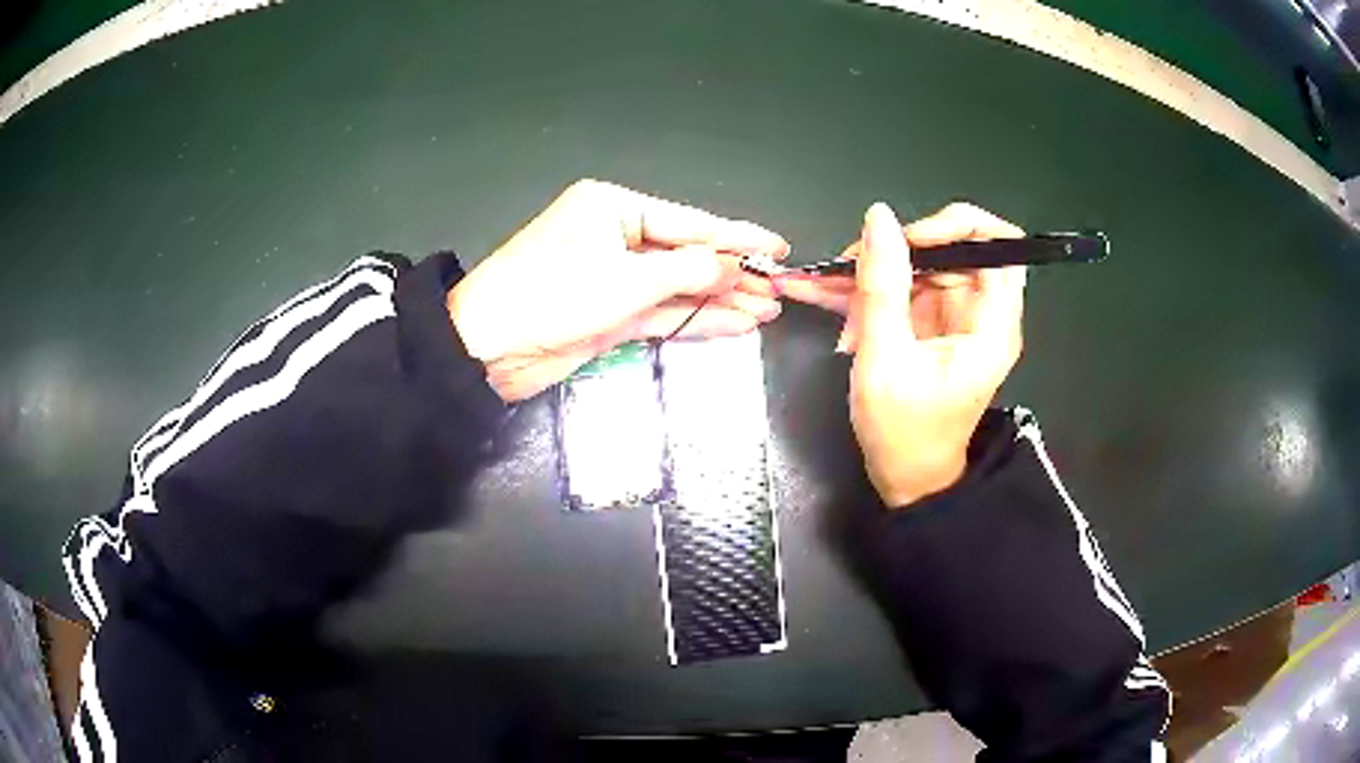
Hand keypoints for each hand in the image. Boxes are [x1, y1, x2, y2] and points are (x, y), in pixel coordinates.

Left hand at [448, 180, 788, 401]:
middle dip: (733, 274)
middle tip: (781, 290)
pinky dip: (695, 319)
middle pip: (687, 254)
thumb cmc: (552, 296)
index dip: (738, 236)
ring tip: (768, 312)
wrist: (488, 348)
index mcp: (613, 208)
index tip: (778, 247)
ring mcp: (613, 279)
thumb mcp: (626, 280)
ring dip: (720, 300)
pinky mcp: (610, 314)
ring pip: (678, 287)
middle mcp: (616, 237)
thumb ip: (688, 271)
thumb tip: (736, 266)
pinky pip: (662, 313)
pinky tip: (733, 324)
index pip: (689, 222)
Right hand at [779, 203, 1025, 505]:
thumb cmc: (905, 433)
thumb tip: (878, 218)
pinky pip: (901, 289)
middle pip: (950, 250)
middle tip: (850, 265)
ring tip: (826, 285)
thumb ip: (882, 286)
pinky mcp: (928, 325)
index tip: (912, 238)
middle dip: (898, 251)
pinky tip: (823, 293)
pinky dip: (866, 290)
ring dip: (872, 272)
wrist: (905, 480)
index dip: (961, 227)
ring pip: (918, 267)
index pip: (1002, 245)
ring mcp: (952, 317)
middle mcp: (980, 314)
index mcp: (992, 325)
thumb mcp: (885, 358)